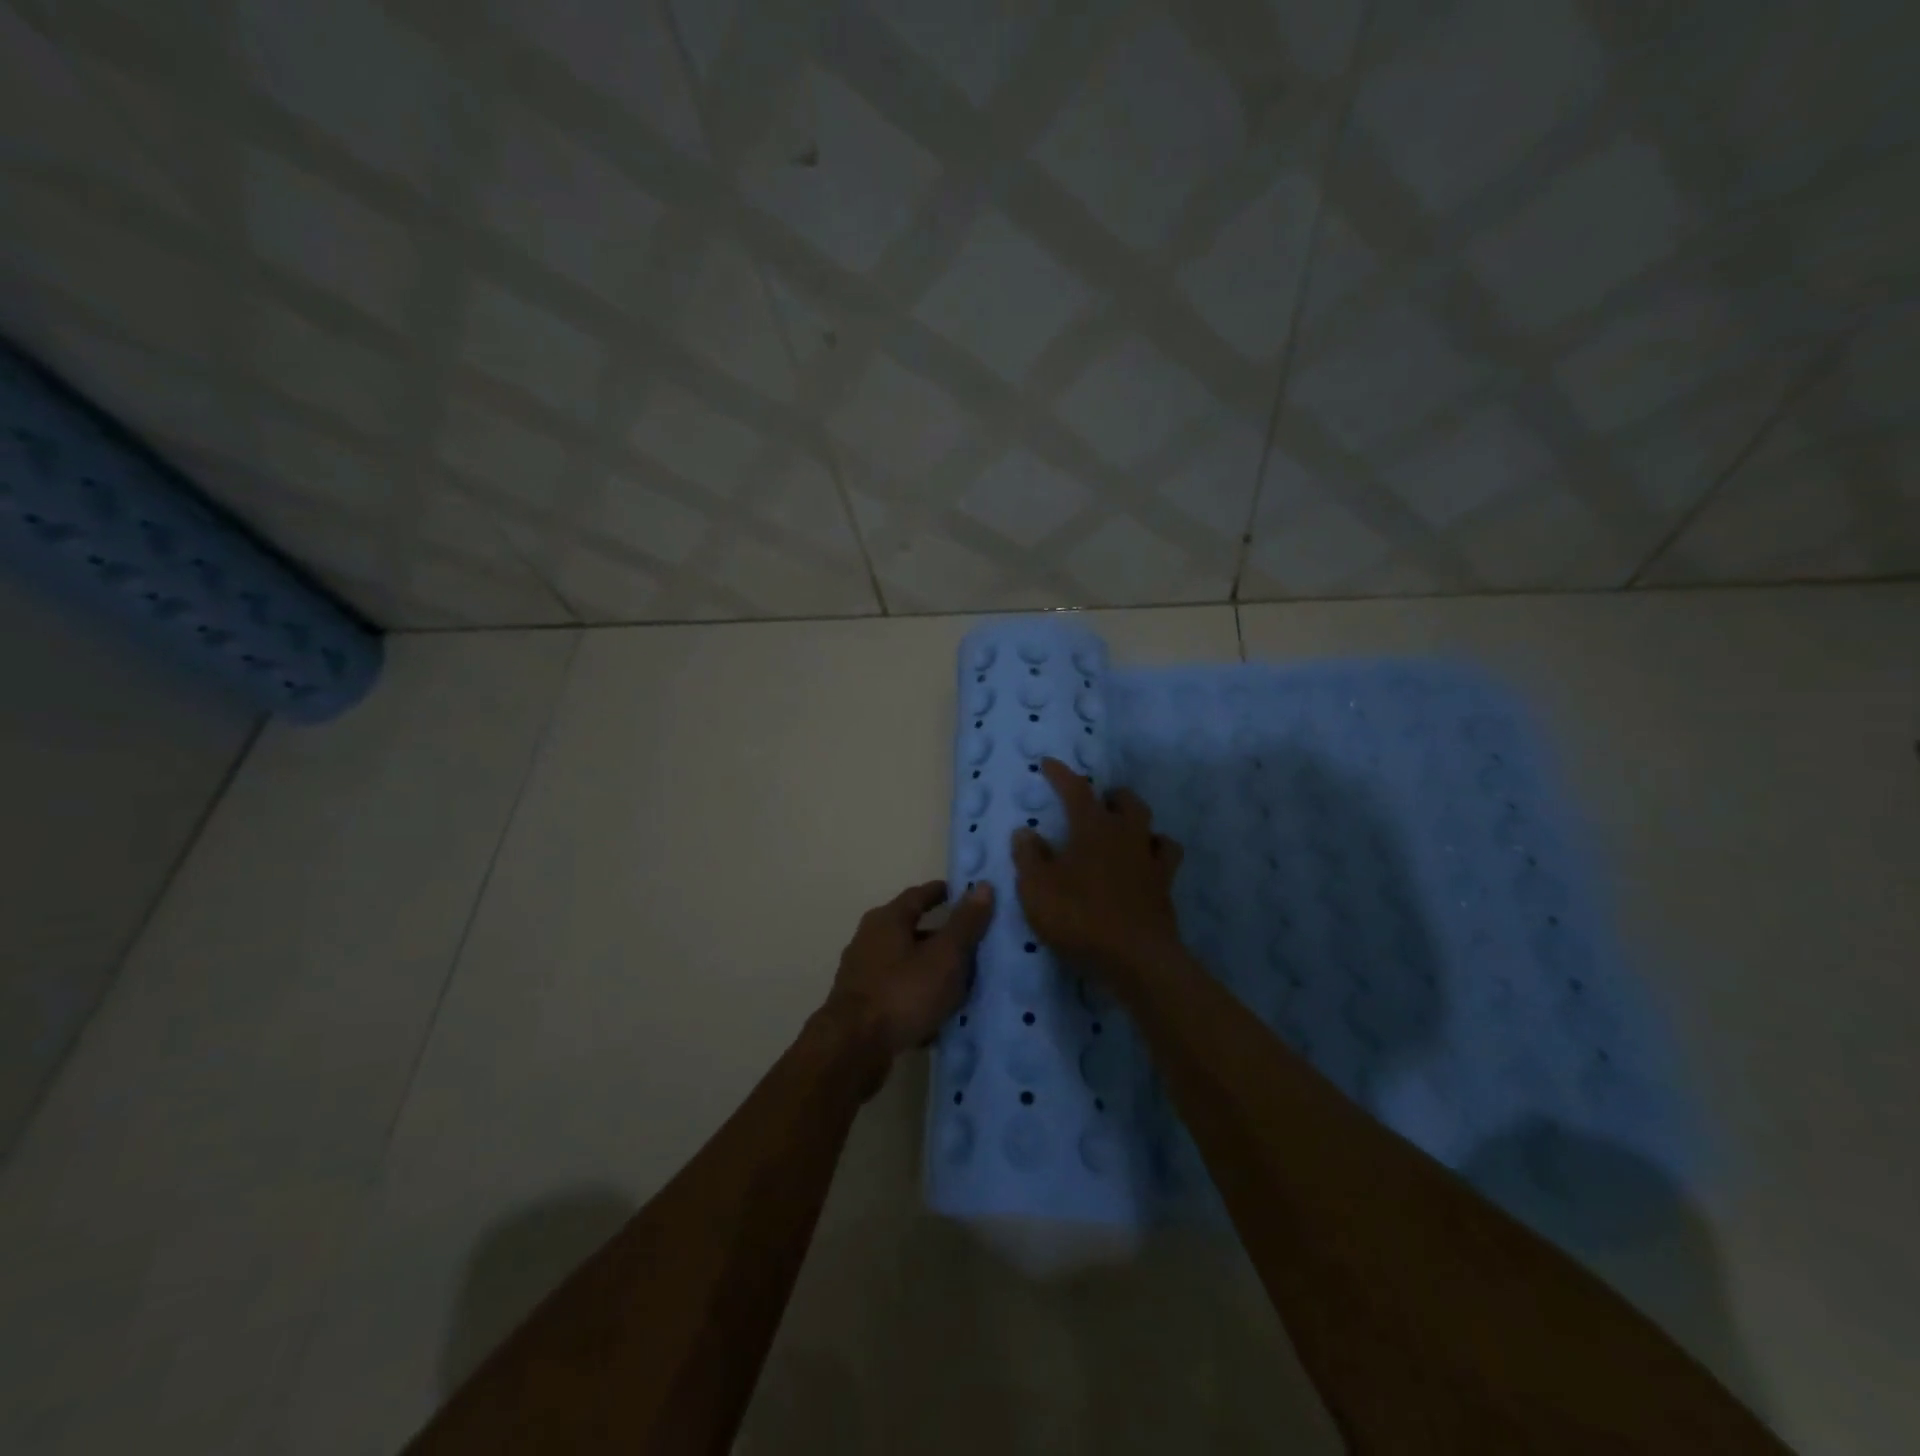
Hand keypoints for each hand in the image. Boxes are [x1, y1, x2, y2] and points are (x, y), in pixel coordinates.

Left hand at [823, 880, 994, 1062]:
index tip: (965, 895)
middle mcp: (869, 939)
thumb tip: (984, 886)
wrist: (853, 1048)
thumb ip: (965, 923)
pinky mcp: (860, 1005)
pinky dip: (917, 996)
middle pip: (910, 929)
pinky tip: (935, 1015)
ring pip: (904, 963)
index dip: (943, 893)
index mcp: (887, 919)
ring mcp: (861, 973)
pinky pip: (897, 992)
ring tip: (960, 983)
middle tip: (971, 944)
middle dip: (940, 936)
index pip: (919, 895)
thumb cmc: (903, 992)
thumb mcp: (945, 956)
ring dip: (930, 969)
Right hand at [1012, 758, 1184, 983]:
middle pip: (1125, 801)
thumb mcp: (1037, 889)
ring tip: (1124, 830)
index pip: (1076, 790)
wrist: (1136, 958)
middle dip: (1109, 796)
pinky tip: (1146, 863)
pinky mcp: (1165, 886)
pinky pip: (1165, 858)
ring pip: (1151, 826)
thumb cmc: (1079, 917)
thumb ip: (1029, 857)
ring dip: (1137, 821)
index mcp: (1093, 828)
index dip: (1061, 774)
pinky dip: (1155, 853)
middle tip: (1095, 802)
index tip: (1048, 763)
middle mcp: (1126, 835)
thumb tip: (1026, 832)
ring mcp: (1150, 860)